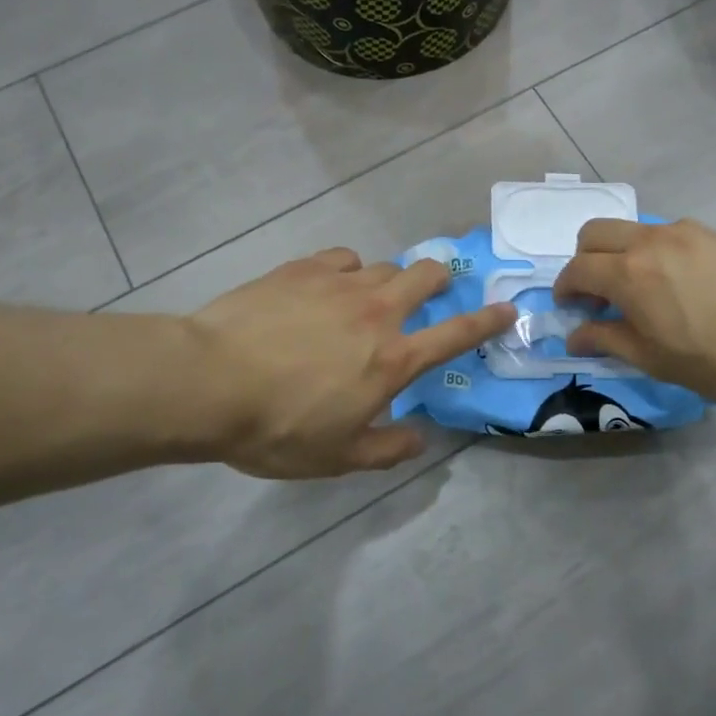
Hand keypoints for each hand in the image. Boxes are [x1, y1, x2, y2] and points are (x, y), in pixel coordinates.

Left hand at [189, 247, 514, 478]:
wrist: (208, 383)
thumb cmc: (278, 428)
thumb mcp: (338, 458)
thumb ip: (387, 449)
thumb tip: (421, 438)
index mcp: (393, 359)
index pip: (456, 334)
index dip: (488, 321)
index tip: (508, 309)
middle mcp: (376, 312)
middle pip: (424, 275)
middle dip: (439, 277)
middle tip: (434, 288)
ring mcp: (338, 284)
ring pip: (382, 265)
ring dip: (388, 279)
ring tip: (371, 296)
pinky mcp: (301, 269)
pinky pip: (340, 257)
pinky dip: (346, 269)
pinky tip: (329, 284)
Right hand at [554, 219, 715, 407]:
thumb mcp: (655, 360)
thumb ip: (608, 340)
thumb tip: (575, 336)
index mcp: (630, 274)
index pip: (577, 269)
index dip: (565, 289)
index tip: (570, 308)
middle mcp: (651, 241)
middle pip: (595, 232)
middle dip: (584, 259)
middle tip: (597, 294)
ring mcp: (685, 231)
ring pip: (632, 230)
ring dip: (620, 254)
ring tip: (641, 291)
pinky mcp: (714, 233)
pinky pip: (667, 234)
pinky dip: (654, 252)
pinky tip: (678, 284)